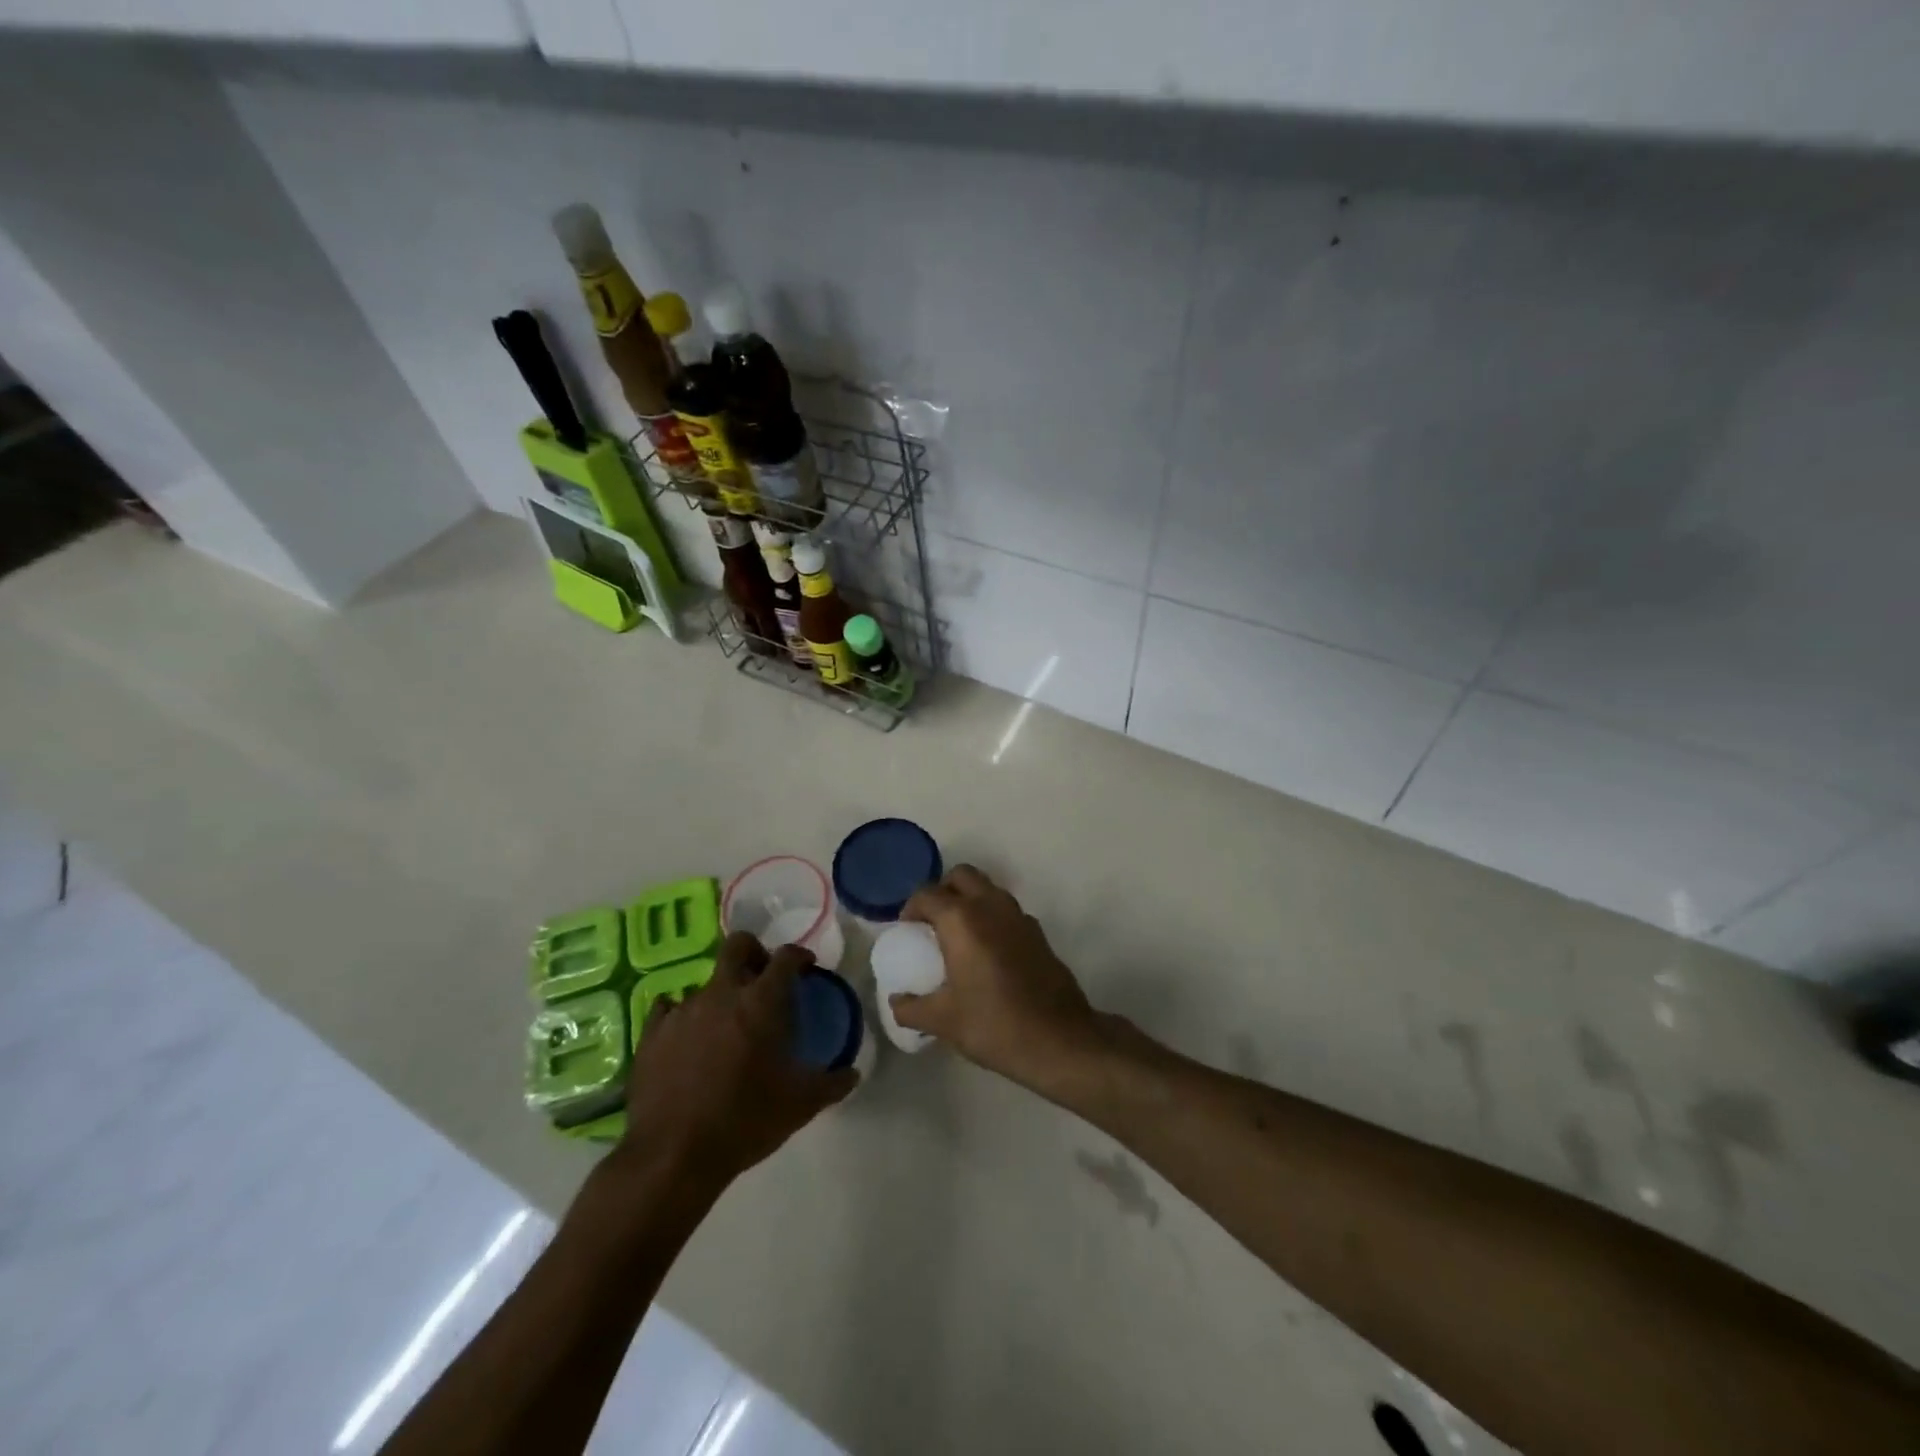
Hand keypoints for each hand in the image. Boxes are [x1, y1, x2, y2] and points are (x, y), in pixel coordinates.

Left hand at [618, 933, 856, 1190]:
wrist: (673, 1156)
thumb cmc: (745, 1121)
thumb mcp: (801, 1105)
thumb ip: (832, 1083)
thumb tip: (852, 1073)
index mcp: (762, 1001)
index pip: (786, 957)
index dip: (799, 956)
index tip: (806, 968)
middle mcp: (722, 993)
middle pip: (738, 945)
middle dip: (754, 952)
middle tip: (763, 978)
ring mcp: (682, 1010)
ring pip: (706, 983)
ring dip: (721, 996)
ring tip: (726, 1028)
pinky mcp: (652, 1033)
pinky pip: (668, 1009)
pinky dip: (683, 1018)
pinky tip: (688, 1040)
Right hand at [889, 866, 1099, 1089]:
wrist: (1058, 1040)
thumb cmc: (993, 1024)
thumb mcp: (943, 1021)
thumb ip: (911, 1008)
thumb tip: (896, 1001)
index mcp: (961, 919)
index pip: (927, 894)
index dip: (911, 908)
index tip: (906, 931)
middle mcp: (990, 906)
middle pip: (961, 876)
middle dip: (943, 891)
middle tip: (932, 922)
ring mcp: (1019, 916)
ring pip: (988, 889)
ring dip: (970, 900)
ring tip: (958, 936)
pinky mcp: (1038, 933)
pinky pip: (1007, 911)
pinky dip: (992, 918)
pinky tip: (988, 953)